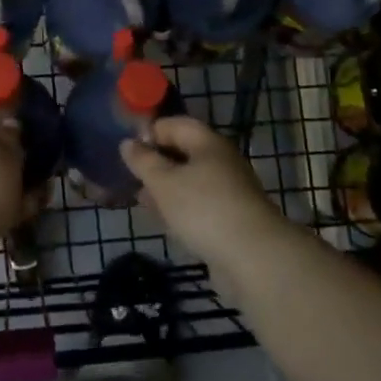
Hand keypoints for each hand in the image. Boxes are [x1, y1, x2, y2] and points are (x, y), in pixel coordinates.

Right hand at [120, 116, 288, 279]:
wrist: (253, 257)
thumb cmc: (203, 209)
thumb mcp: (164, 182)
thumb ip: (144, 161)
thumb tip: (128, 143)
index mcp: (208, 142)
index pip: (175, 124)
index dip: (150, 132)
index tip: (128, 151)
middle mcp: (221, 160)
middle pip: (183, 152)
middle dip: (156, 163)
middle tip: (131, 178)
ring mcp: (229, 190)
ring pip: (190, 181)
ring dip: (166, 189)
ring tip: (142, 201)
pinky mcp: (231, 218)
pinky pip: (200, 204)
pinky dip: (181, 208)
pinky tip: (166, 223)